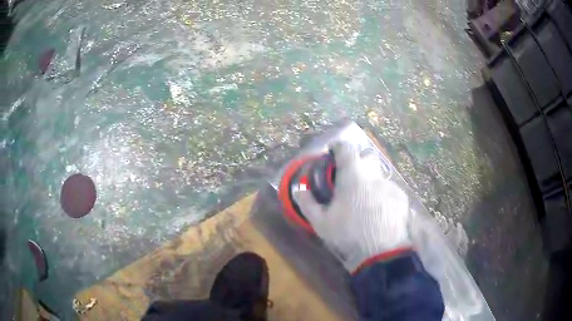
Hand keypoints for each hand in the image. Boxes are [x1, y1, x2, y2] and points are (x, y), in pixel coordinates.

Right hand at [293, 142, 411, 272]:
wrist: (382, 251)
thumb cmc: (349, 234)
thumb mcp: (321, 222)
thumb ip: (308, 203)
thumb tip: (299, 189)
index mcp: (353, 175)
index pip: (346, 148)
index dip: (338, 147)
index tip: (332, 153)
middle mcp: (374, 175)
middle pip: (367, 157)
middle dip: (357, 162)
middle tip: (349, 178)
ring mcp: (390, 186)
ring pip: (379, 175)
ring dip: (370, 181)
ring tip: (365, 200)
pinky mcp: (401, 198)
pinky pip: (389, 190)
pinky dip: (382, 195)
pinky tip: (379, 212)